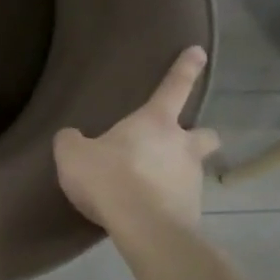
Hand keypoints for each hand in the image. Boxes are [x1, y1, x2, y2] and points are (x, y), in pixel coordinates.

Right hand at [53, 46, 220, 230]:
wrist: (144, 228)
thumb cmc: (109, 178)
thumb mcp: (73, 155)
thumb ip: (73, 142)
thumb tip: (72, 137)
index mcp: (155, 122)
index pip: (174, 87)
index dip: (186, 68)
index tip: (199, 52)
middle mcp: (182, 146)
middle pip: (206, 134)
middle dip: (198, 135)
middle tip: (179, 144)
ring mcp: (192, 180)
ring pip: (194, 169)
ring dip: (179, 172)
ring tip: (153, 186)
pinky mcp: (193, 212)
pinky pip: (183, 201)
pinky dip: (170, 202)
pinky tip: (150, 211)